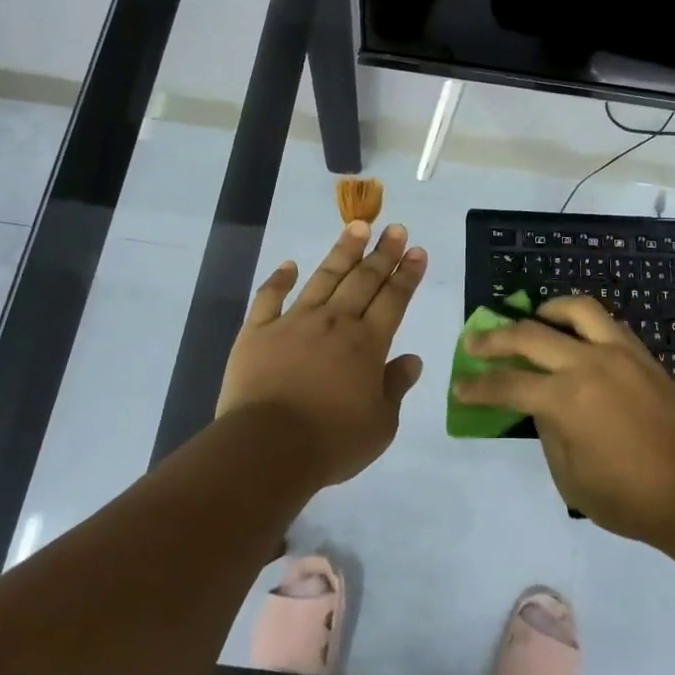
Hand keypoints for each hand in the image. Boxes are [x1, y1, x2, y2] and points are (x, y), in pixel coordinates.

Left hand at [218, 221, 426, 486]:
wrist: (267, 448)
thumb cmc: (331, 442)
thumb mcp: (380, 424)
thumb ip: (396, 387)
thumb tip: (412, 360)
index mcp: (367, 344)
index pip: (394, 299)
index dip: (407, 273)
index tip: (417, 250)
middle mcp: (335, 322)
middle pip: (363, 279)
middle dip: (382, 252)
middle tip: (395, 228)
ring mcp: (294, 322)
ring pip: (323, 277)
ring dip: (342, 251)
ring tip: (356, 226)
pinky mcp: (258, 332)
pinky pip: (269, 297)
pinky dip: (279, 279)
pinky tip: (289, 264)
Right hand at [455, 295, 674, 545]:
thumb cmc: (629, 497)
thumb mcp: (570, 477)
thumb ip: (549, 433)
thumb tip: (543, 407)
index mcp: (565, 399)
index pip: (507, 384)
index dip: (478, 387)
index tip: (460, 387)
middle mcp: (588, 364)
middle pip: (530, 335)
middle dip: (495, 338)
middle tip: (475, 341)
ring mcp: (619, 353)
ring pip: (576, 309)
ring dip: (545, 311)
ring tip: (532, 320)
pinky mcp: (642, 355)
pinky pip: (606, 323)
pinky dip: (581, 322)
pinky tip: (573, 337)